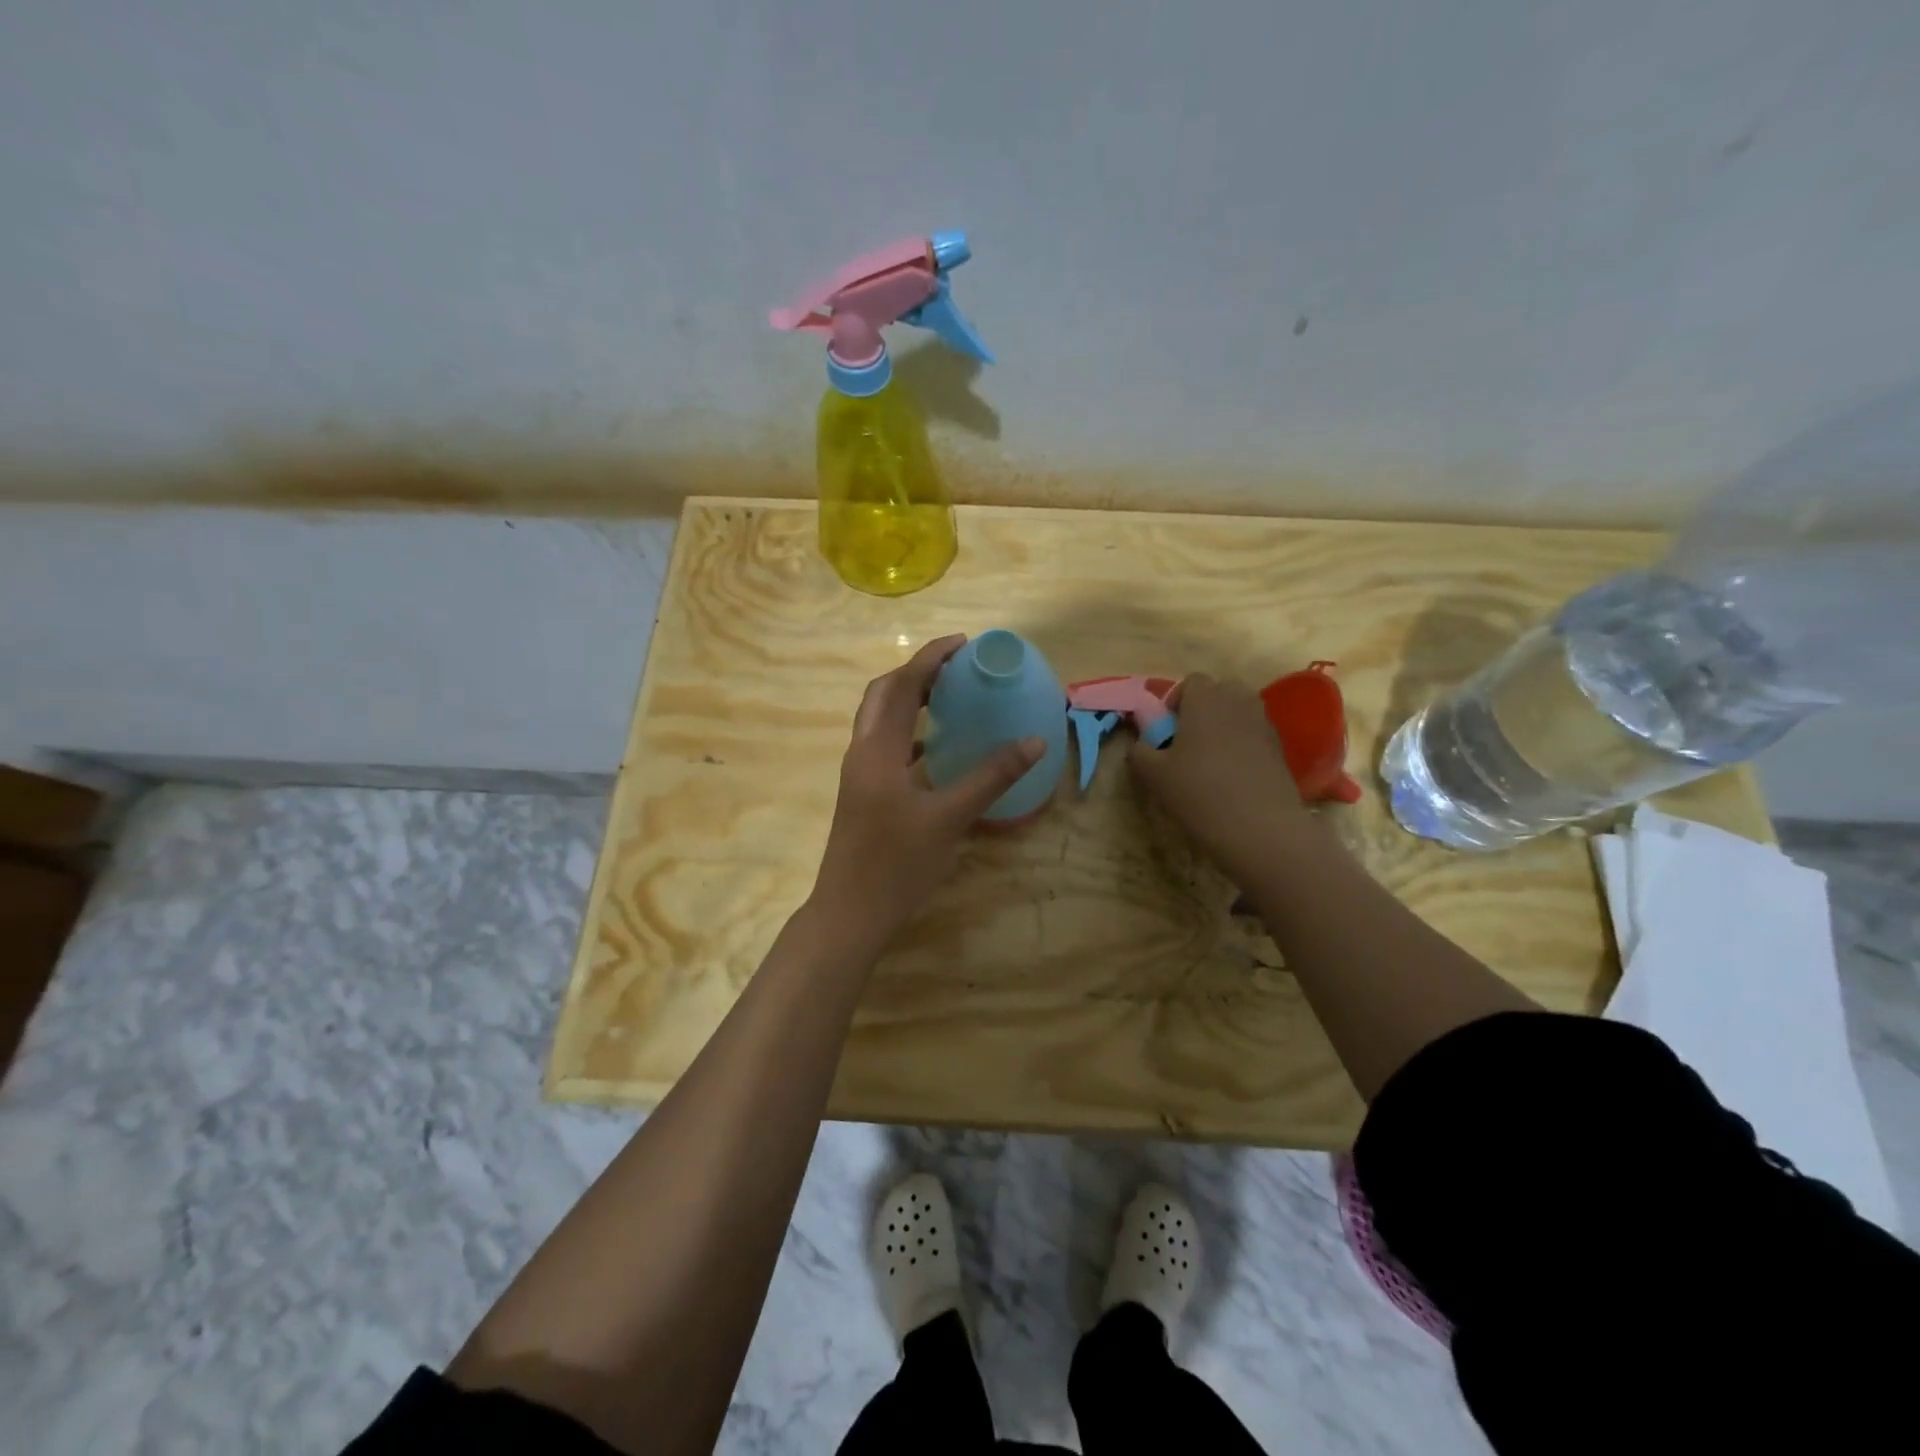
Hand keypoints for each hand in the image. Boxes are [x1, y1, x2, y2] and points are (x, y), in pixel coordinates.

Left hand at [808, 635, 1042, 953]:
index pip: (901, 686)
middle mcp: (863, 753)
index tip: (963, 643)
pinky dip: (910, 734)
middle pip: (883, 694)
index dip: (931, 659)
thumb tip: (1034, 741)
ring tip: (949, 696)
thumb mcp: (950, 819)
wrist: (849, 914)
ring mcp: (859, 774)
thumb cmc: (897, 865)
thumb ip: (991, 777)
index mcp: (878, 750)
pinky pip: (886, 747)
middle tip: (956, 668)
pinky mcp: (863, 794)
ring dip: (910, 700)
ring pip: (880, 720)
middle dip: (917, 673)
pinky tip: (937, 748)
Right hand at [1127, 673, 1307, 883]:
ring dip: (1225, 726)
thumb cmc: (1199, 792)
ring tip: (1210, 759)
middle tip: (1188, 741)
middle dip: (1204, 709)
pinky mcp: (1280, 749)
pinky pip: (1255, 735)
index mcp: (1205, 700)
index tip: (1167, 729)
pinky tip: (1232, 777)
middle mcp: (1238, 702)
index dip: (1176, 701)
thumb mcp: (1154, 775)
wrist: (1259, 827)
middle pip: (1220, 691)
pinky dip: (1243, 746)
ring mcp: (1264, 724)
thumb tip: (1139, 746)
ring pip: (1240, 712)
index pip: (1192, 681)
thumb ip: (1139, 753)